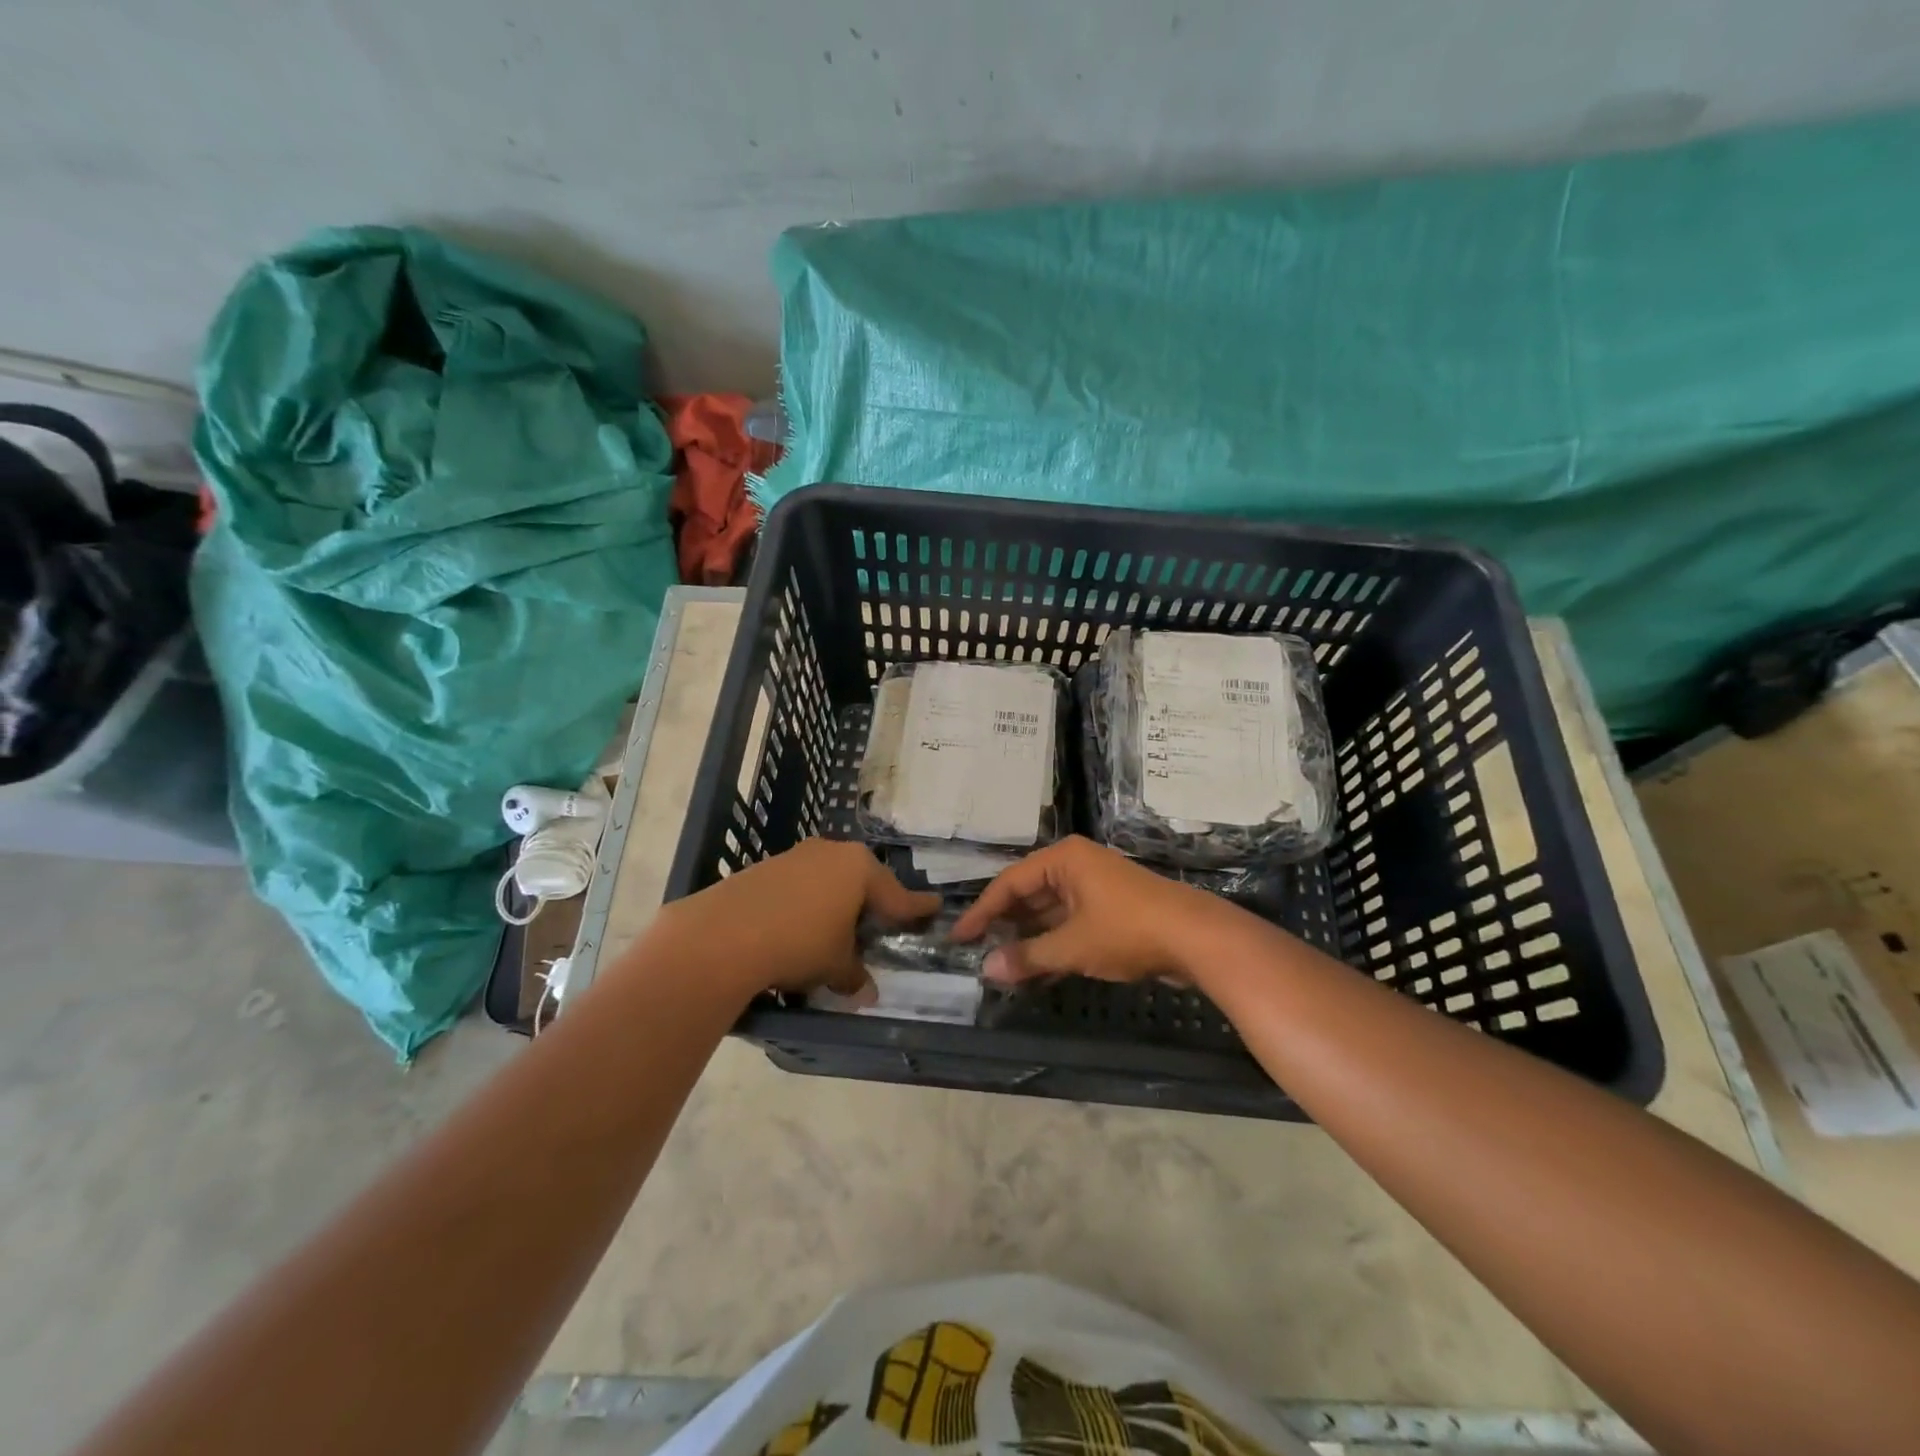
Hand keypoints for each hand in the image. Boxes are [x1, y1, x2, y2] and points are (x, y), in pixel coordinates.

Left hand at [655, 839, 939, 1000]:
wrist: (722, 935)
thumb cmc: (799, 944)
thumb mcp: (836, 965)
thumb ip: (855, 975)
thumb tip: (867, 991)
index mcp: (859, 869)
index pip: (898, 894)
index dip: (916, 908)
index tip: (934, 907)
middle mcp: (831, 853)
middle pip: (862, 880)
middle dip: (872, 903)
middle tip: (881, 925)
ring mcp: (796, 856)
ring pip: (828, 880)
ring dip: (835, 903)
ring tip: (834, 931)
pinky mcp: (765, 867)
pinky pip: (799, 885)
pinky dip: (806, 904)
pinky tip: (797, 928)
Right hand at [951, 836, 1221, 984]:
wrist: (1197, 938)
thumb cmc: (1128, 930)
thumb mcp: (1072, 946)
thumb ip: (1028, 956)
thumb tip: (986, 970)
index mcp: (1063, 860)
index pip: (1010, 883)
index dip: (982, 912)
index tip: (958, 938)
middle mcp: (1076, 866)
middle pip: (1028, 894)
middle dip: (1005, 925)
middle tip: (977, 953)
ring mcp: (1094, 887)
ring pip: (1049, 912)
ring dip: (1028, 939)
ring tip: (1001, 967)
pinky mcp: (1110, 909)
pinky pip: (1069, 923)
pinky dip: (1052, 944)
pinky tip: (1036, 971)